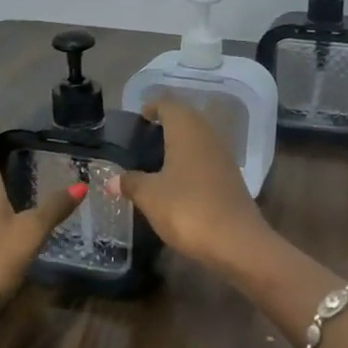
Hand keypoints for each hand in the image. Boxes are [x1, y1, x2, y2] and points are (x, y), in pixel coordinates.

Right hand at [112, 99, 269, 268]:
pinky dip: (191, 161)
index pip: (169, 105)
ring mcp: (223, 157)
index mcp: (187, 131)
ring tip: (159, 156)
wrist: (237, 242)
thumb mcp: (150, 197)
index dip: (154, 106)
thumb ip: (130, 183)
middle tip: (146, 135)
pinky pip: (207, 159)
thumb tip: (110, 180)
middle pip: (187, 118)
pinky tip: (179, 179)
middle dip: (168, 122)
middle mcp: (208, 136)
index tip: (140, 116)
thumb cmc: (188, 210)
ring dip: (181, 142)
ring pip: (199, 138)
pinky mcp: (231, 179)